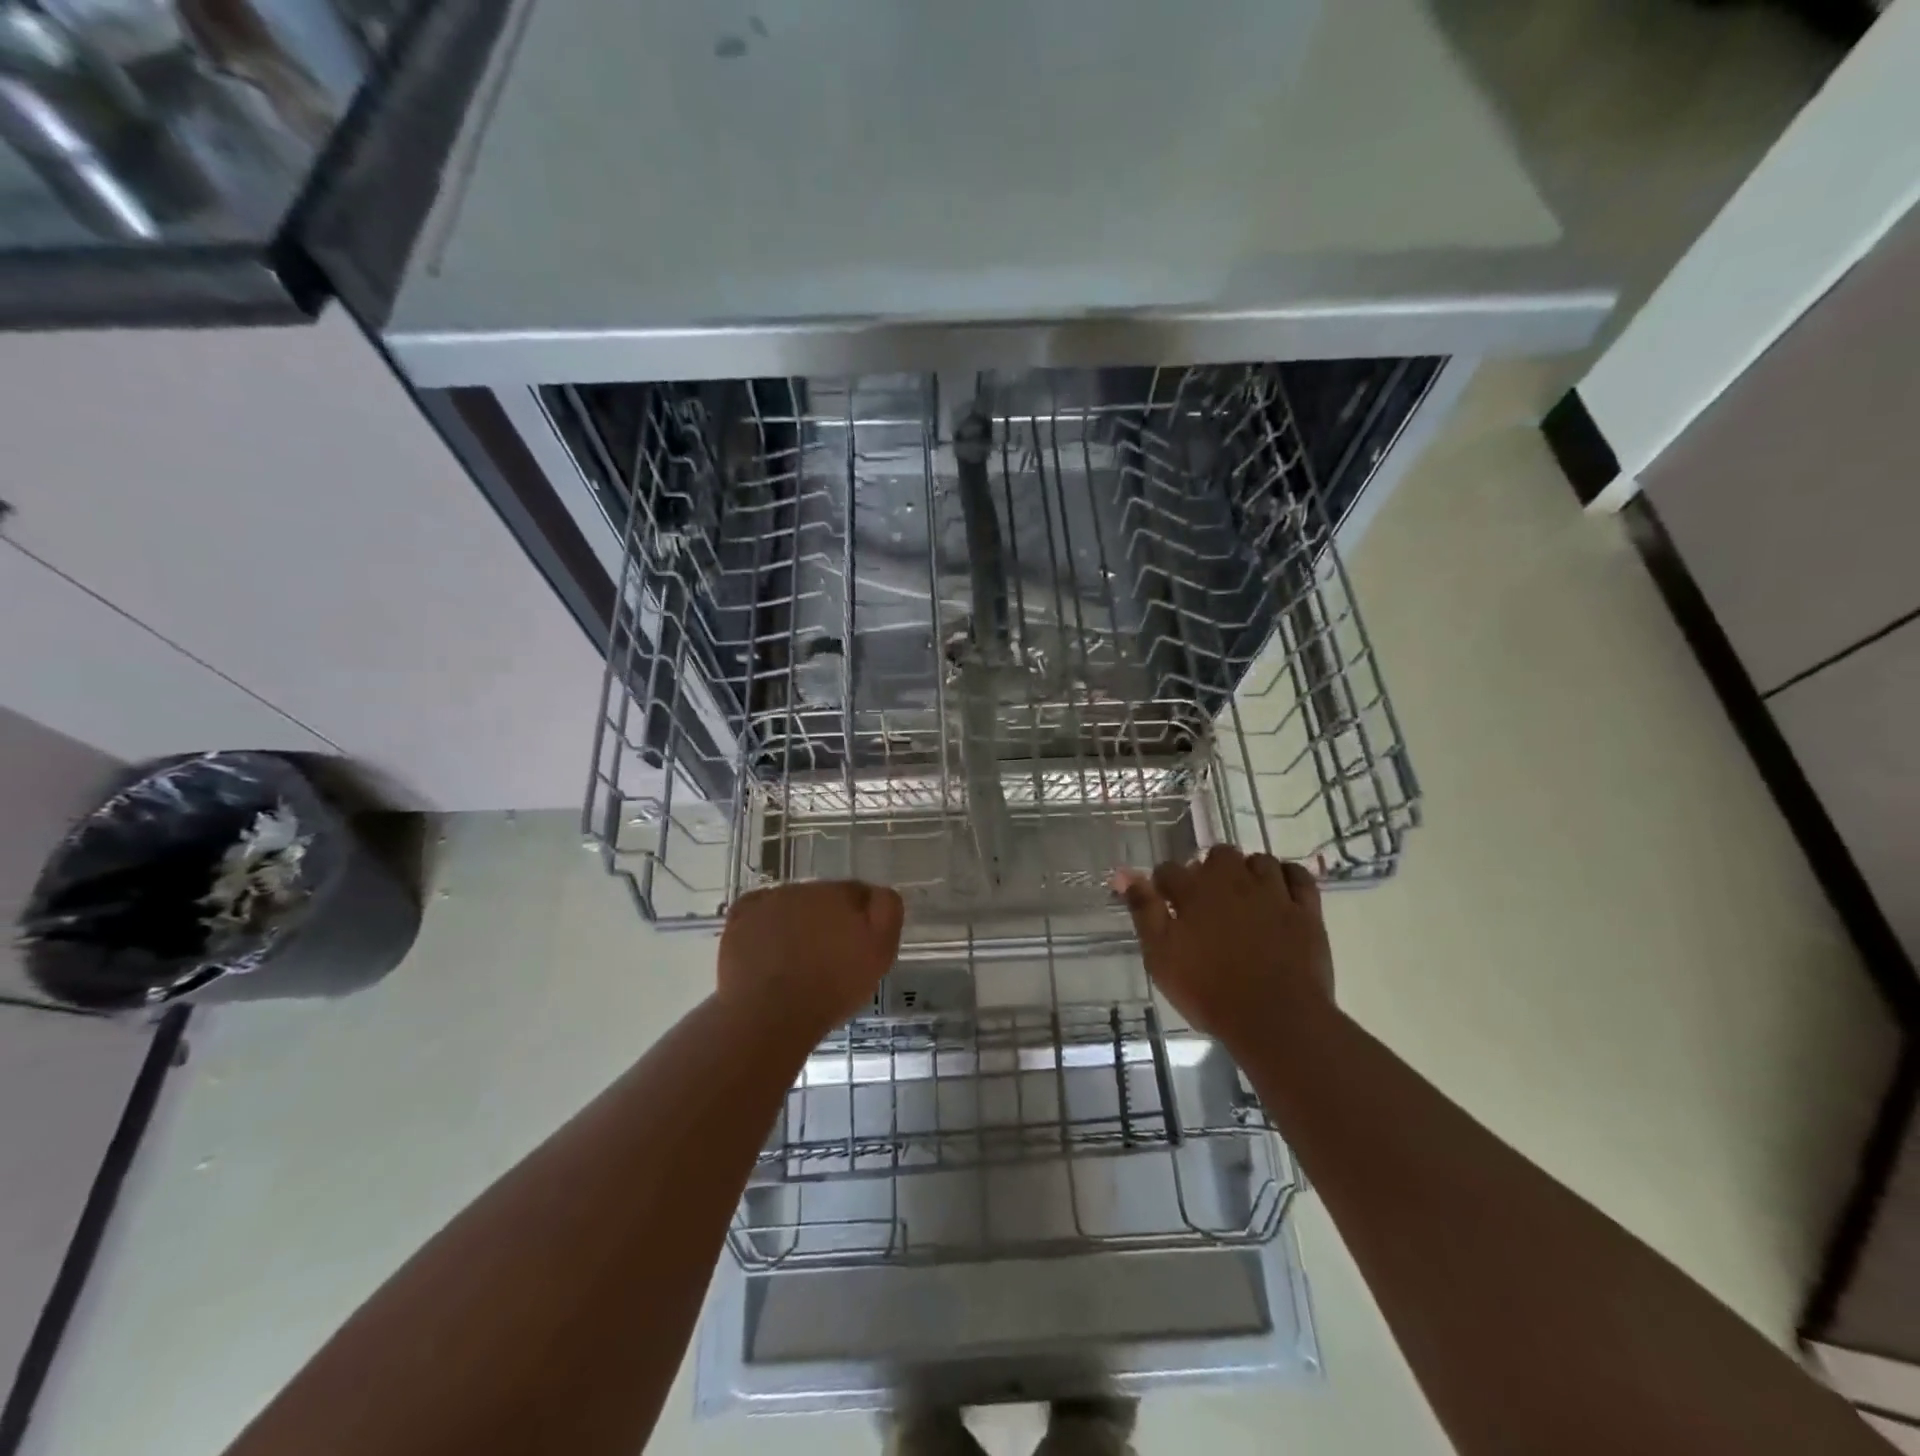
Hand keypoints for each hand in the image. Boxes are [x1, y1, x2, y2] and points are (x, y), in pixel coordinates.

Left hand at [717, 881, 904, 1036]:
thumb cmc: (831, 989)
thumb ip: (886, 912)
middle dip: (826, 920)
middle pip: (822, 898)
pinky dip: (762, 925)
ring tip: (794, 960)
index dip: (860, 918)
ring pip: (789, 905)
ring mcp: (768, 901)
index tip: (857, 946)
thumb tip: (879, 892)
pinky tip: (766, 950)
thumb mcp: (879, 953)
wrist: (770, 1015)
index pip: (857, 893)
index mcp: (839, 893)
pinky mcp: (739, 919)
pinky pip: (756, 913)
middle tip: (827, 957)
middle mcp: (803, 888)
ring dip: (795, 922)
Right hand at [1114, 846, 1331, 1037]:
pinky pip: (1298, 877)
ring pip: (1259, 861)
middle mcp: (1233, 881)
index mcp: (1195, 891)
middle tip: (1206, 900)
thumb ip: (1144, 911)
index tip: (1164, 903)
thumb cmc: (1209, 991)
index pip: (1169, 870)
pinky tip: (1280, 889)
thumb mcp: (1161, 956)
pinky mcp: (1306, 910)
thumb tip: (1124, 874)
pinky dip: (1288, 877)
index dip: (1163, 884)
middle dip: (1209, 869)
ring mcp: (1273, 893)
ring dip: (1248, 871)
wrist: (1275, 1019)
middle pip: (1219, 854)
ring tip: (1243, 894)